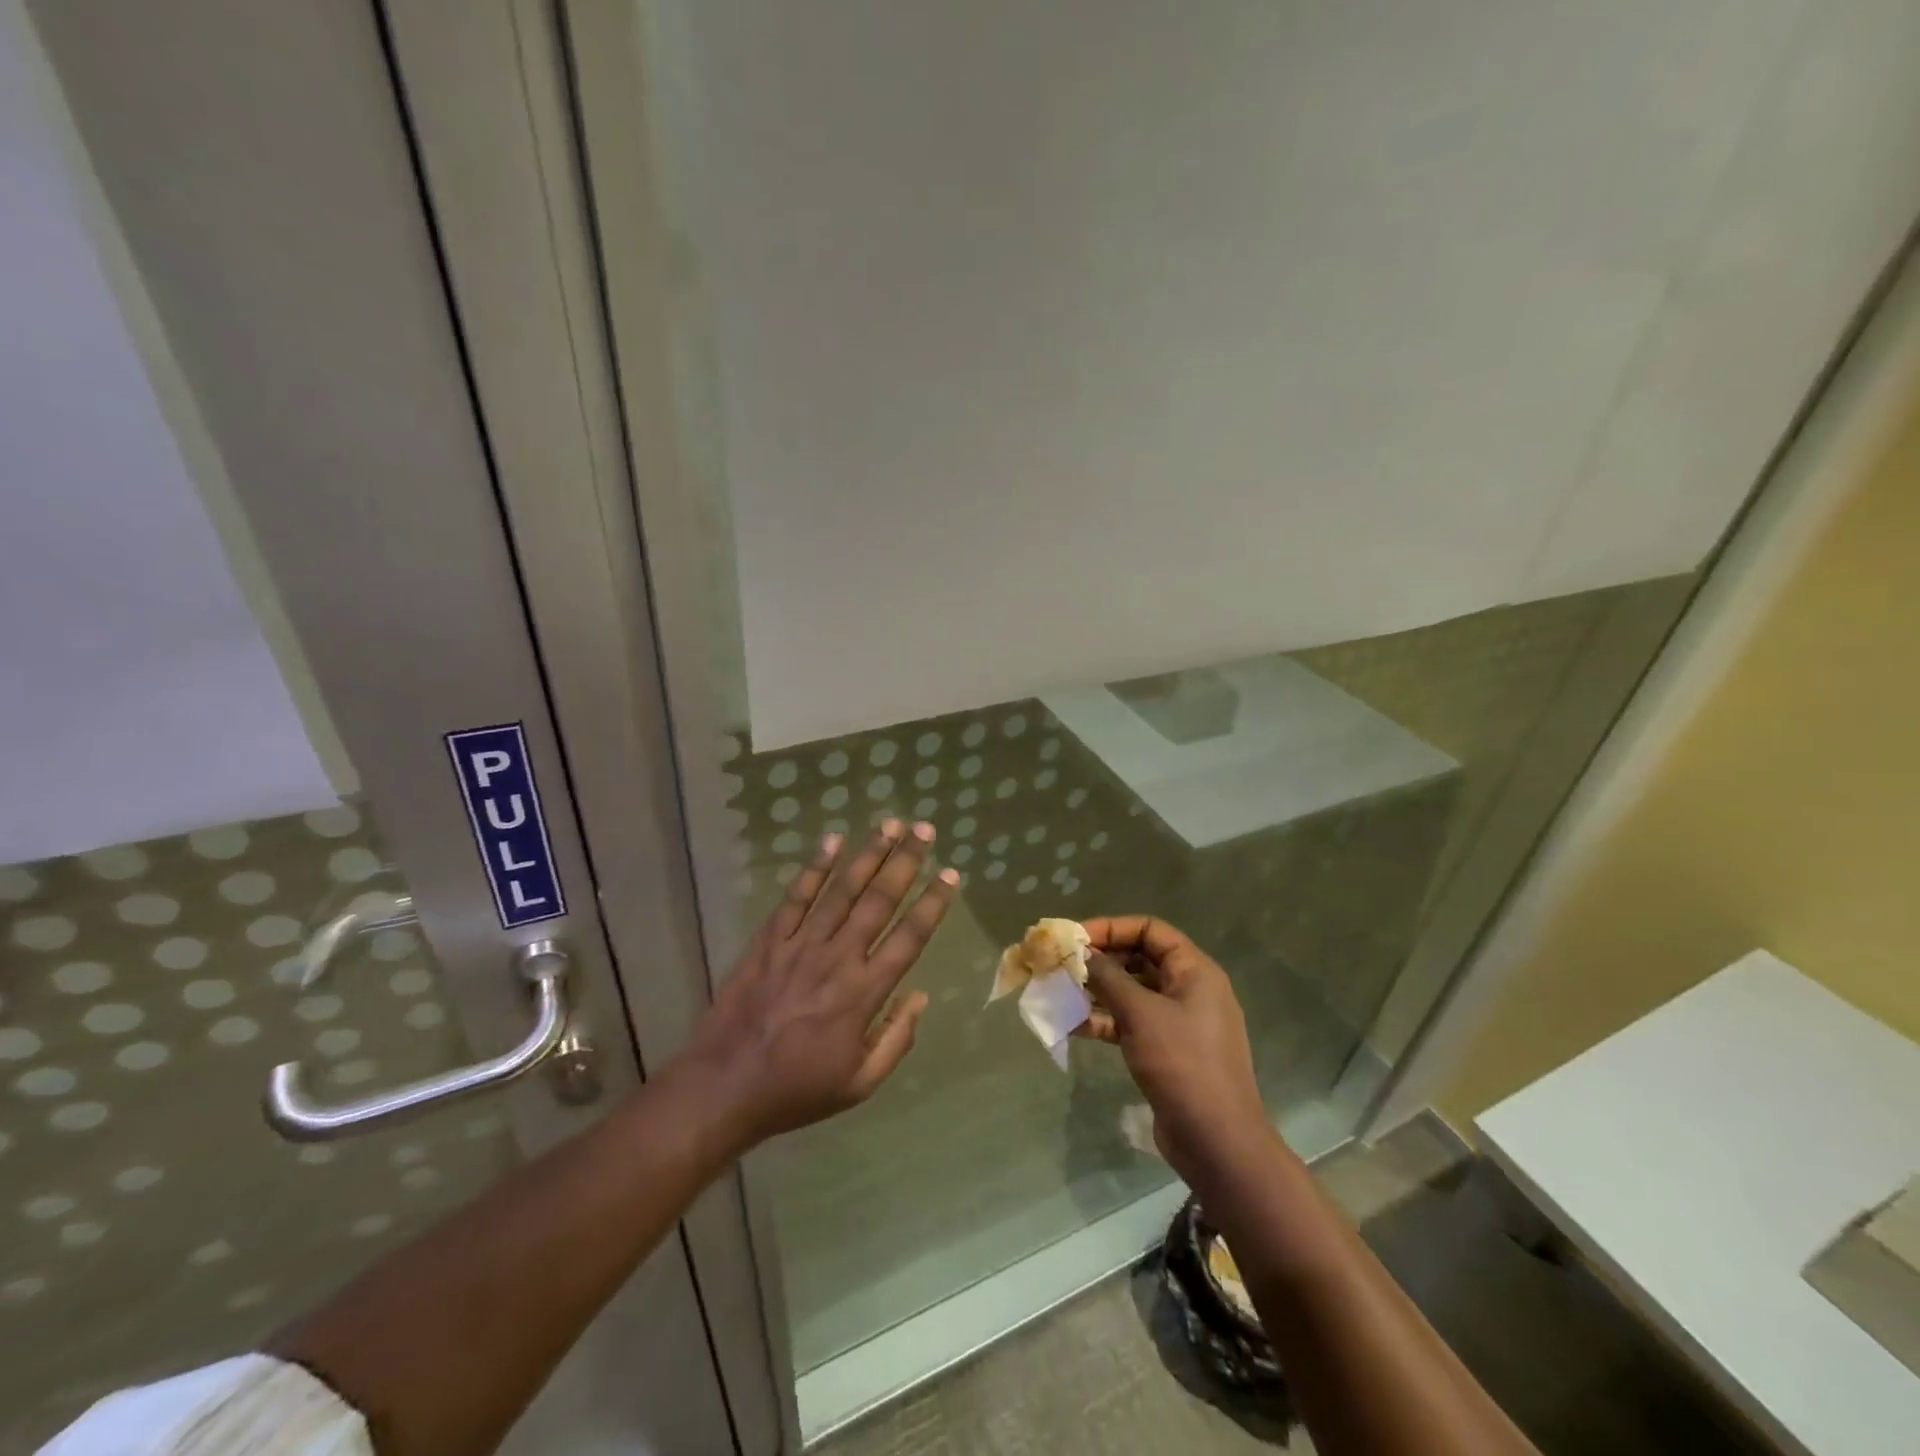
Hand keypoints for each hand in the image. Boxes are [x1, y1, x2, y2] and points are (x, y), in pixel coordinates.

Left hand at [675, 821, 956, 1149]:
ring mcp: (801, 944)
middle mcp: (838, 958)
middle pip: (879, 901)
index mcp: (864, 993)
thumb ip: (896, 1040)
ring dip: (869, 854)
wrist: (724, 1086)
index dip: (932, 904)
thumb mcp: (859, 1084)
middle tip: (925, 830)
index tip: (950, 874)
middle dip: (906, 862)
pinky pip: (796, 897)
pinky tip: (832, 841)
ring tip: (890, 824)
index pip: (909, 938)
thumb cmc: (797, 1089)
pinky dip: (815, 868)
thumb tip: (920, 996)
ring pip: (842, 890)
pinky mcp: (769, 940)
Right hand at [1077, 916, 1270, 1180]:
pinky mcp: (1167, 1051)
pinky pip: (1131, 1023)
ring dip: (1098, 991)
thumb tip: (1083, 953)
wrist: (1216, 1141)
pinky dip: (1105, 1021)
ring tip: (1061, 992)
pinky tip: (1073, 1025)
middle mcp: (1189, 989)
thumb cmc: (1182, 1064)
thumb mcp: (1140, 1013)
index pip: (1150, 930)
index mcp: (1194, 971)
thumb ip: (1108, 977)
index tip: (1075, 938)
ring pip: (1132, 992)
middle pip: (1140, 959)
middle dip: (1100, 960)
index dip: (1112, 928)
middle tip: (1063, 965)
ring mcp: (1179, 1022)